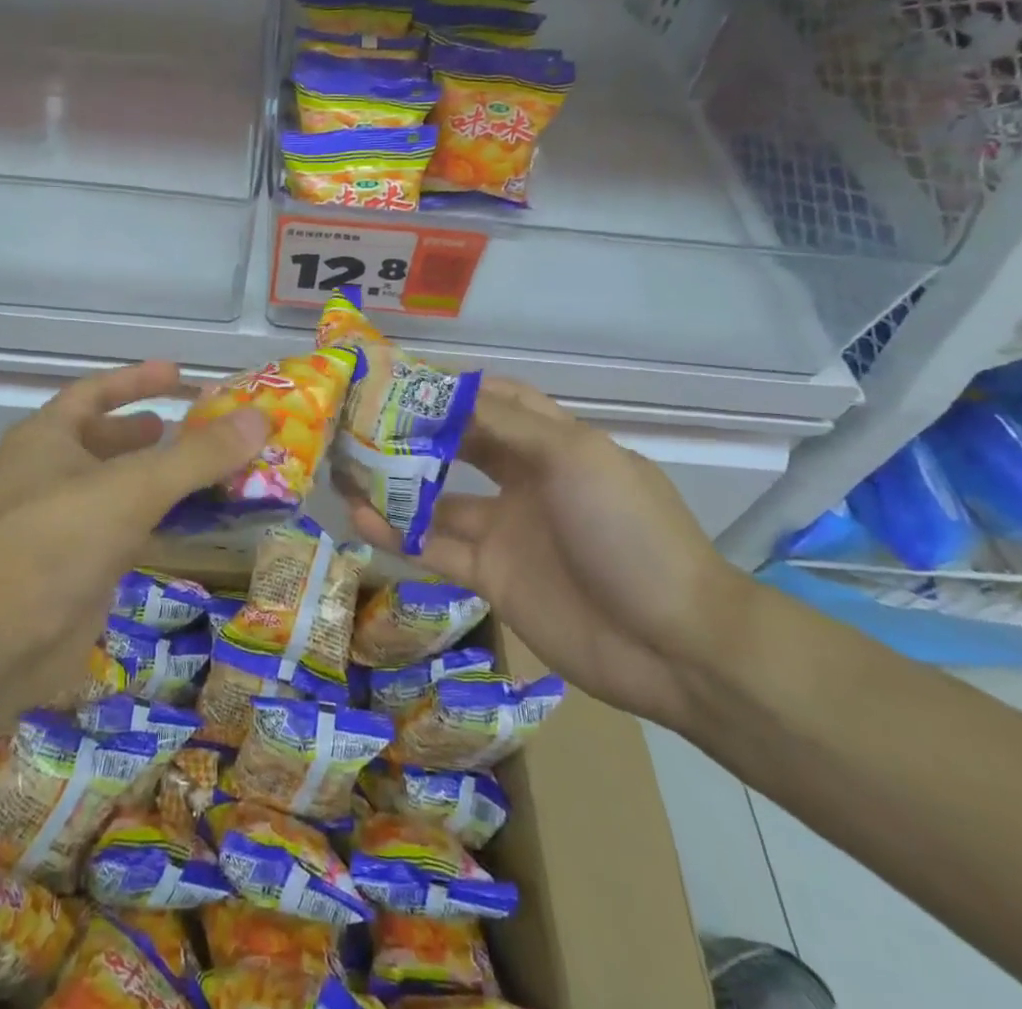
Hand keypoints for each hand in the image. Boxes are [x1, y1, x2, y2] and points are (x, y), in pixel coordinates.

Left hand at [0, 361, 268, 714]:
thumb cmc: (55, 543)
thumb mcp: (132, 488)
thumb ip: (198, 455)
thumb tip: (260, 418)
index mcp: (46, 439)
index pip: (94, 393)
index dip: (135, 381)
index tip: (179, 374)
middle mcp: (49, 475)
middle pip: (106, 440)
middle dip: (150, 432)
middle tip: (202, 426)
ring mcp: (62, 525)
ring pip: (120, 488)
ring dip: (161, 478)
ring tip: (209, 470)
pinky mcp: (78, 569)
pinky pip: (127, 531)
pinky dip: (160, 521)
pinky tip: (194, 523)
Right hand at [348, 377, 753, 730]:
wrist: (675, 645)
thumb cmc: (629, 531)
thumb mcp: (577, 459)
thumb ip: (509, 425)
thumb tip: (450, 392)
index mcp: (554, 444)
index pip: (494, 401)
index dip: (450, 388)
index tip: (398, 377)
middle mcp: (525, 480)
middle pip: (459, 446)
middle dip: (414, 433)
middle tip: (359, 420)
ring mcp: (506, 530)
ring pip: (438, 500)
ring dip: (396, 486)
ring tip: (345, 469)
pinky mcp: (492, 576)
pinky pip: (437, 548)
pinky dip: (398, 535)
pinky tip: (360, 519)